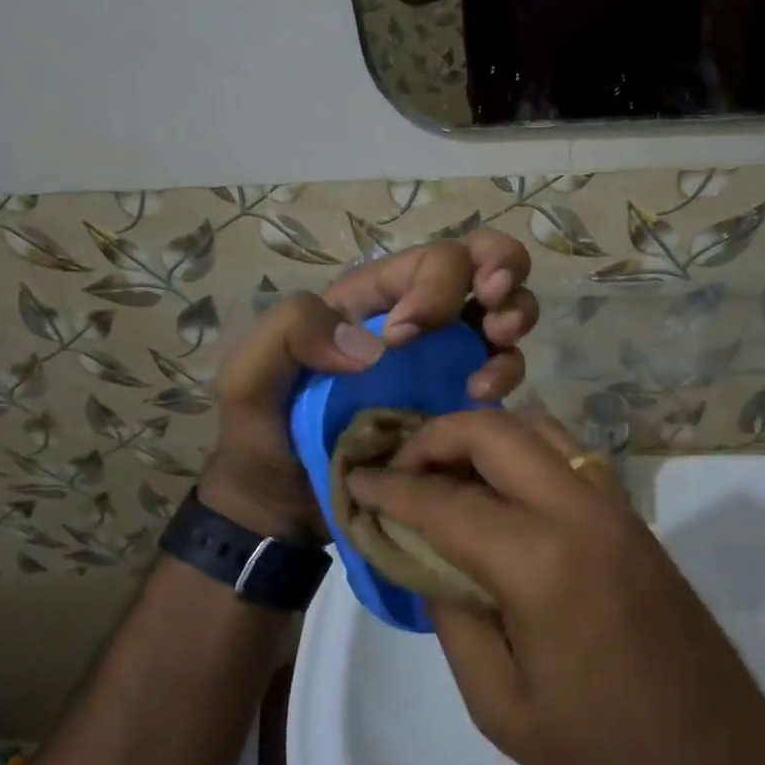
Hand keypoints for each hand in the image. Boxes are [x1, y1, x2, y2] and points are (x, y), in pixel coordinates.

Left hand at [197, 235, 539, 543]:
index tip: (403, 338)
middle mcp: (416, 316)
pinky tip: (482, 394)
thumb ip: (291, 330)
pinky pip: (505, 368)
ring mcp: (446, 357)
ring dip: (516, 313)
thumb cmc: (262, 433)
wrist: (282, 505)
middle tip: (492, 304)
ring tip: (500, 342)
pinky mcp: (461, 400)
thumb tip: (374, 343)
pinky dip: (508, 371)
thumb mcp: (248, 374)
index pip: (427, 258)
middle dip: (500, 269)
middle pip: (480, 261)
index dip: (433, 286)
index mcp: (370, 298)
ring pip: (506, 306)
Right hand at [346, 411, 764, 764]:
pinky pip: (566, 455)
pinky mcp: (631, 516)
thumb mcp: (498, 704)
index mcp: (540, 560)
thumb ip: (452, 614)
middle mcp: (579, 509)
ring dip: (482, 435)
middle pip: (495, 431)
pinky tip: (497, 489)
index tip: (354, 480)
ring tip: (442, 470)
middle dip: (435, 437)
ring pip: (537, 428)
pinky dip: (521, 451)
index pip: (445, 500)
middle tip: (397, 469)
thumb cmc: (602, 755)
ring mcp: (614, 505)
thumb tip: (422, 555)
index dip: (391, 487)